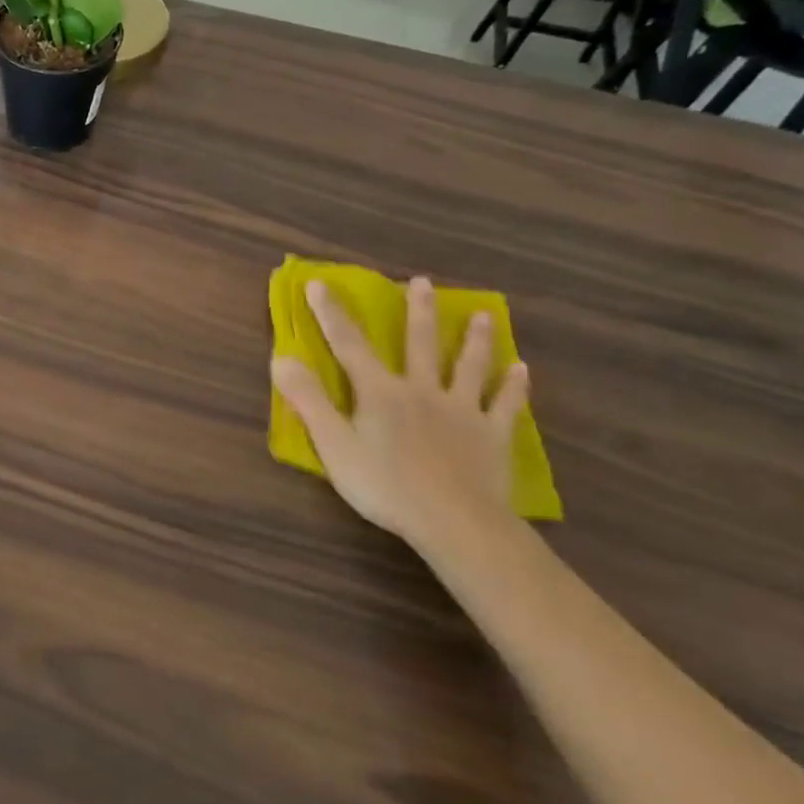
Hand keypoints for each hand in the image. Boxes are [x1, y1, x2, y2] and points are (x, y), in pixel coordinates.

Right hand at [272, 276, 526, 558]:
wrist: (453, 521)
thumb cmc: (384, 485)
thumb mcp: (333, 444)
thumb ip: (308, 400)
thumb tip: (281, 358)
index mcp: (380, 392)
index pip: (349, 345)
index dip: (331, 314)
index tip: (320, 283)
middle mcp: (422, 390)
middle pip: (419, 344)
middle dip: (418, 312)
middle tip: (423, 282)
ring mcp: (461, 411)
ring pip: (467, 367)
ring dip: (474, 340)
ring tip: (482, 315)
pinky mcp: (491, 436)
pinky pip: (505, 405)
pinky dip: (513, 387)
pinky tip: (522, 370)